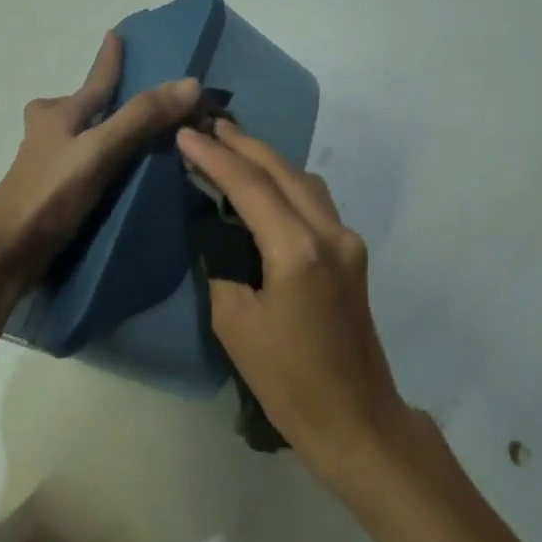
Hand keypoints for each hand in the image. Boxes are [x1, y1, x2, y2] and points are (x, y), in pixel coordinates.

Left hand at [0, 33, 200, 285]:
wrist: (5, 252)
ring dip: (97, 132)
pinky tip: (113, 178)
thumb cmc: (49, 192)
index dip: (109, 59)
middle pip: (76, 107)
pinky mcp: (49, 193)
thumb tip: (190, 83)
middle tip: (121, 95)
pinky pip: (80, 165)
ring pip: (76, 137)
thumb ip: (141, 118)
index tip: (115, 34)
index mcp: (58, 114)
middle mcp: (48, 133)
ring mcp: (45, 164)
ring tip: (128, 138)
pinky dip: (97, 162)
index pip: (95, 81)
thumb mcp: (100, 150)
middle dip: (96, 99)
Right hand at [176, 120, 405, 478]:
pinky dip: (285, 182)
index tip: (185, 134)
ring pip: (303, 180)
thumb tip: (217, 232)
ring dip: (267, 159)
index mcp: (298, 250)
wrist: (355, 418)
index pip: (250, 185)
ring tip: (230, 144)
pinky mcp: (351, 252)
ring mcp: (347, 239)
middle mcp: (329, 232)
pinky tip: (263, 182)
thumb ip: (223, 265)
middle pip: (282, 170)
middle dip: (243, 143)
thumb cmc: (288, 381)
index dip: (215, 157)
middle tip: (208, 123)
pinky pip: (313, 200)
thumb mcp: (235, 324)